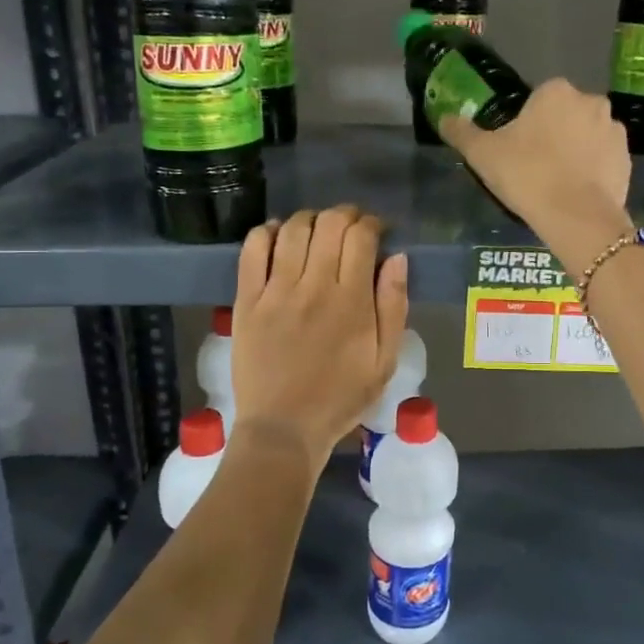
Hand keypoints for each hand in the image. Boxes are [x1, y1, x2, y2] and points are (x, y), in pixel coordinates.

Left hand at [231, 206, 409, 472]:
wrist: (284, 428)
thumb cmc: (341, 397)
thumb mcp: (384, 361)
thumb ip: (393, 307)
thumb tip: (397, 258)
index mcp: (352, 301)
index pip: (362, 237)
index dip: (372, 224)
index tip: (377, 232)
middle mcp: (313, 286)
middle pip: (329, 224)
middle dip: (345, 215)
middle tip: (351, 228)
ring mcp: (276, 291)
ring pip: (293, 230)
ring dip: (310, 219)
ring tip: (318, 230)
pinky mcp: (247, 300)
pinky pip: (252, 250)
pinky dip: (266, 232)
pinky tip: (278, 235)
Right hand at [440, 79, 633, 273]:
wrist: (575, 216)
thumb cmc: (526, 175)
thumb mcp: (482, 154)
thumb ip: (461, 132)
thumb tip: (444, 118)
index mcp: (556, 91)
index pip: (537, 100)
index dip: (525, 125)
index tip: (516, 151)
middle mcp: (591, 101)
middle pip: (564, 116)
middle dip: (553, 135)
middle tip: (534, 168)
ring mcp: (614, 130)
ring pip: (586, 137)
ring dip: (575, 152)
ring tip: (556, 184)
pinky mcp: (627, 160)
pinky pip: (603, 161)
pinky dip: (592, 172)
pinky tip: (576, 194)